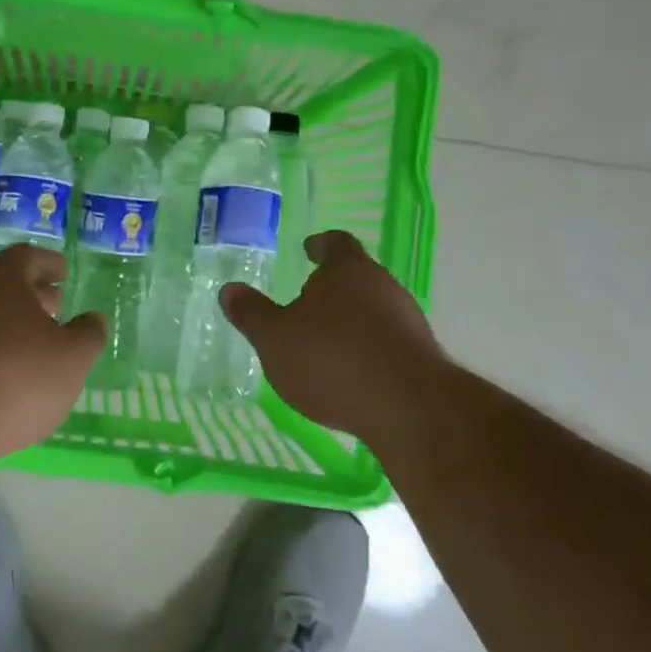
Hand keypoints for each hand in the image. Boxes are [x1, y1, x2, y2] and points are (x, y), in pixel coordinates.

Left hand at [0, 245, 105, 464]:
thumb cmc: (18, 378)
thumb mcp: (73, 358)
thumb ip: (89, 334)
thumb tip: (92, 320)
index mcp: (2, 281)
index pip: (26, 256)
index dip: (48, 263)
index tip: (64, 273)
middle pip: (5, 285)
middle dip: (34, 294)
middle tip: (58, 308)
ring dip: (16, 325)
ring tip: (41, 346)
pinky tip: (14, 375)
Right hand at [221, 230, 447, 440]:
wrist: (409, 408)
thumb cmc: (332, 360)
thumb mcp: (275, 338)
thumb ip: (252, 313)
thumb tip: (229, 289)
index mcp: (347, 271)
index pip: (336, 243)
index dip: (321, 245)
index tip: (309, 249)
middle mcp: (383, 286)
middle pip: (357, 276)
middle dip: (333, 287)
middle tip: (307, 302)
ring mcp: (407, 321)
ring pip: (374, 309)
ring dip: (352, 320)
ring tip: (326, 342)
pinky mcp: (421, 355)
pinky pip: (387, 341)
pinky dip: (368, 349)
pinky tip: (351, 373)